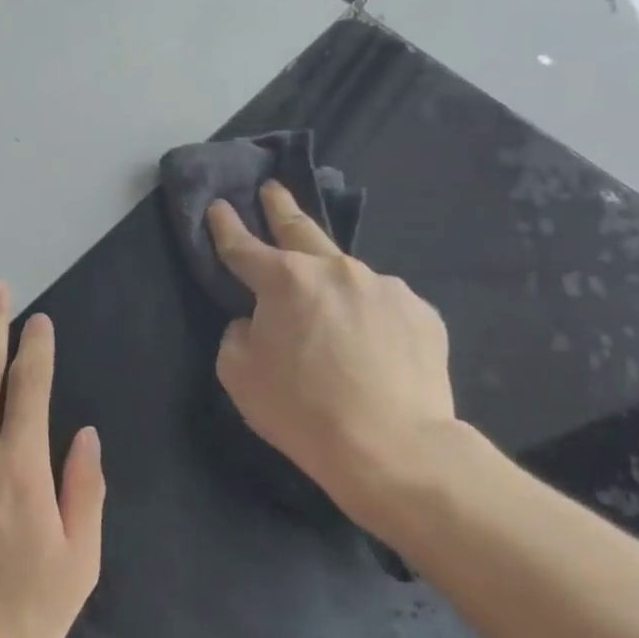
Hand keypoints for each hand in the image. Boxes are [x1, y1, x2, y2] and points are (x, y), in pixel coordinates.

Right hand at [207, 182, 459, 536]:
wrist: (393, 448)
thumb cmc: (302, 410)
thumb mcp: (239, 374)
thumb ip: (239, 334)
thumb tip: (256, 321)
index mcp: (285, 280)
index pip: (243, 246)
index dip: (225, 226)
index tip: (218, 206)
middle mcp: (335, 269)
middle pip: (301, 228)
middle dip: (281, 207)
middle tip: (273, 189)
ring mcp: (384, 286)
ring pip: (347, 275)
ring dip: (332, 282)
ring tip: (332, 314)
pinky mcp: (421, 312)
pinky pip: (382, 305)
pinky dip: (369, 315)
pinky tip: (371, 345)